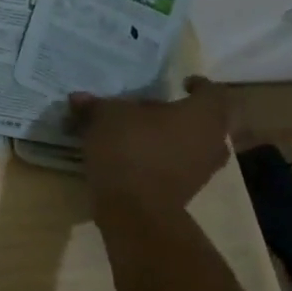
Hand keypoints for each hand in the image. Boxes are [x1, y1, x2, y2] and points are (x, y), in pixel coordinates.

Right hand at [68, 76, 231, 211]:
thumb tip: (79, 98)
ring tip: (144, 133)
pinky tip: (137, 156)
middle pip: (205, 120)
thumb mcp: (105, 117)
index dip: (198, 84)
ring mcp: (203, 169)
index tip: (182, 82)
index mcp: (202, 115)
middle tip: (155, 108)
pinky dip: (163, 158)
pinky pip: (179, 165)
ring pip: (194, 144)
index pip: (212, 92)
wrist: (136, 208)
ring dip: (173, 137)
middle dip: (182, 113)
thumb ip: (95, 105)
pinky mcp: (188, 190)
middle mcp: (212, 140)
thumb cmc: (130, 149)